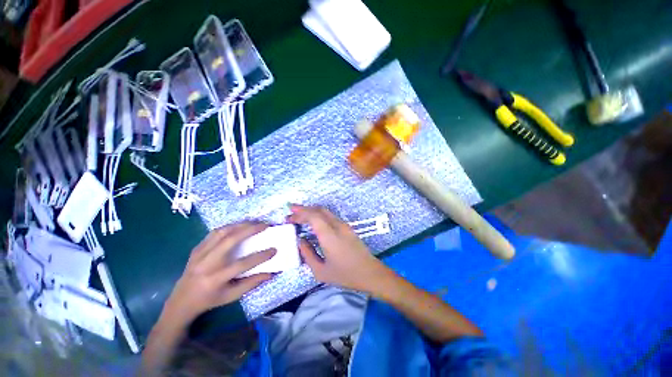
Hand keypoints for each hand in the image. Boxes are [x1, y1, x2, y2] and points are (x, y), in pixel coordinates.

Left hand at [161, 223, 275, 326]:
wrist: (181, 301)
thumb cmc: (210, 300)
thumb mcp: (232, 296)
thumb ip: (252, 283)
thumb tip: (271, 273)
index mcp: (215, 279)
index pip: (242, 264)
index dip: (260, 256)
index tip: (274, 249)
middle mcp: (206, 264)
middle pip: (230, 240)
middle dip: (250, 229)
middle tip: (265, 225)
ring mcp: (199, 254)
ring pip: (221, 232)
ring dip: (240, 225)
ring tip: (254, 222)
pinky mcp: (196, 248)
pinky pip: (214, 233)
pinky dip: (229, 227)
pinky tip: (239, 226)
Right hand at [288, 205, 393, 294]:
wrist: (370, 273)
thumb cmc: (345, 275)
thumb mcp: (321, 271)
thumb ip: (308, 254)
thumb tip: (300, 240)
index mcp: (330, 235)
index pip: (313, 216)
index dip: (300, 213)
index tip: (289, 216)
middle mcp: (337, 226)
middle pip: (319, 210)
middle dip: (303, 209)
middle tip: (291, 213)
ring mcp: (344, 225)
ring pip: (325, 211)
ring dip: (311, 211)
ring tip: (299, 216)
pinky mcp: (347, 227)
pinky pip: (330, 216)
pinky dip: (319, 215)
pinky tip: (313, 221)